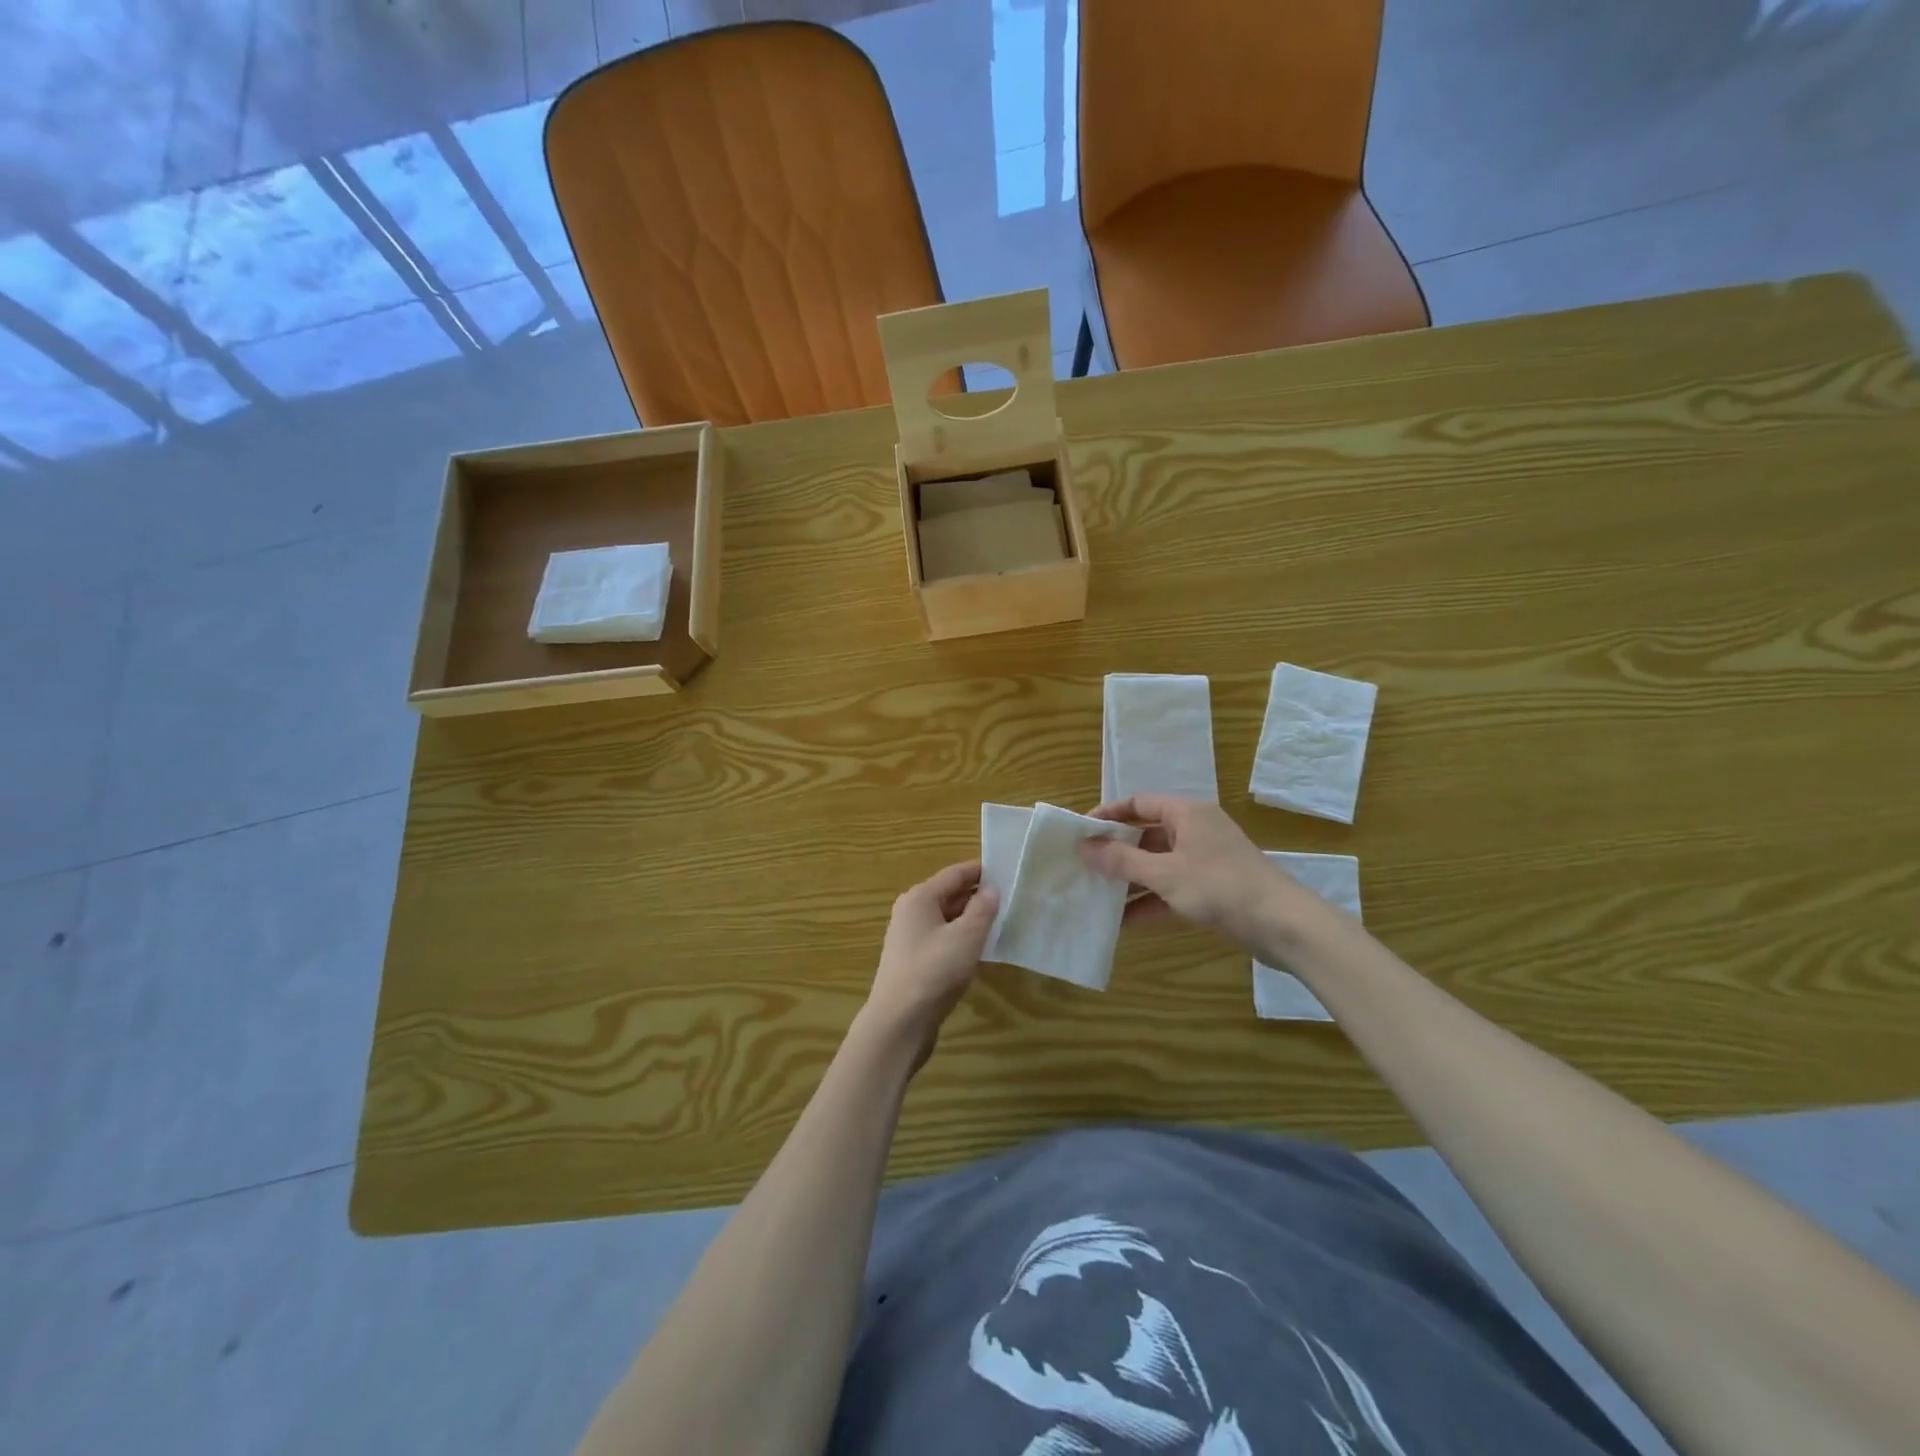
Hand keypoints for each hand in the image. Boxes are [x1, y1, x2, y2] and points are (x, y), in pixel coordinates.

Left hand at [860, 860, 998, 1071]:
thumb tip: (992, 889)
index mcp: (920, 897)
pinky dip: (961, 938)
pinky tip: (979, 949)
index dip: (981, 871)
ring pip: (946, 918)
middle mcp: (911, 911)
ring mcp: (910, 937)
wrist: (898, 1022)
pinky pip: (942, 938)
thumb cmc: (933, 971)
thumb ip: (982, 910)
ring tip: (1001, 921)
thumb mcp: (966, 937)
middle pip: (949, 894)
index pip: (955, 874)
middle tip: (1010, 897)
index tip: (1007, 870)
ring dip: (970, 918)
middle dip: (978, 895)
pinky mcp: (913, 961)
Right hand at [1079, 794, 1291, 949]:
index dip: (1109, 814)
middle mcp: (1195, 830)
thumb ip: (1122, 861)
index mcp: (1187, 813)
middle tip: (1084, 866)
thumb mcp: (1164, 873)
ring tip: (1096, 896)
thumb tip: (1084, 847)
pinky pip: (1171, 888)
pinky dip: (1150, 901)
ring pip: (1158, 864)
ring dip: (1130, 880)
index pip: (1139, 802)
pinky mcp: (1212, 889)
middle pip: (1146, 834)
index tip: (1081, 831)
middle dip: (1116, 852)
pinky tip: (1124, 922)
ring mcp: (1204, 861)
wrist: (1283, 925)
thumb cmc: (1220, 886)